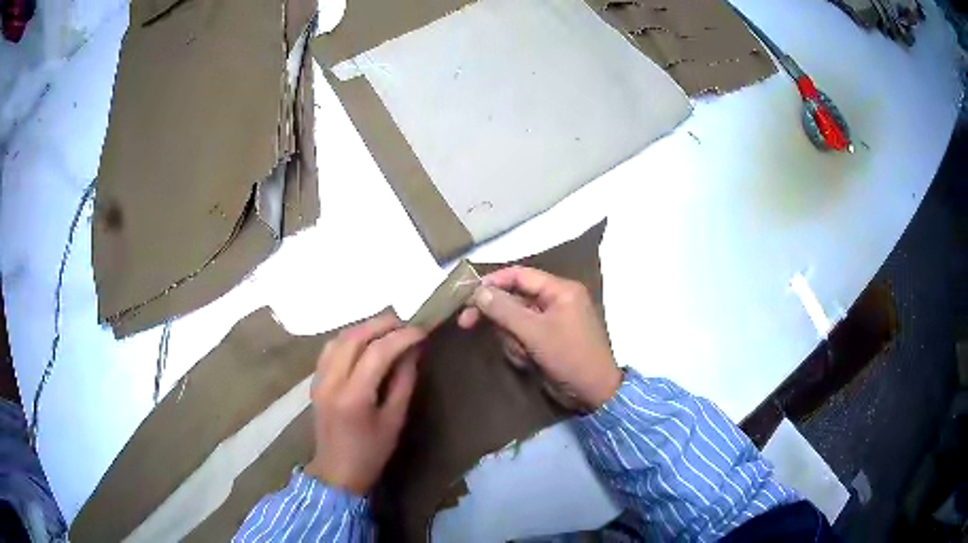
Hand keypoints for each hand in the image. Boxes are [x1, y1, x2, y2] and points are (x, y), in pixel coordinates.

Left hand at [304, 314, 424, 494]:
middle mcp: (331, 382)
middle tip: (406, 323)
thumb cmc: (371, 452)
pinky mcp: (315, 381)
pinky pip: (330, 349)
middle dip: (381, 324)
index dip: (401, 337)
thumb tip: (413, 351)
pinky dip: (349, 338)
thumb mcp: (394, 420)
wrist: (337, 471)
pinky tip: (365, 342)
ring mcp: (319, 379)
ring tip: (387, 329)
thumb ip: (403, 381)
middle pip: (354, 338)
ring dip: (364, 328)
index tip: (422, 331)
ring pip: (339, 339)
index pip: (377, 352)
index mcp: (353, 396)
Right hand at [458, 266, 620, 409]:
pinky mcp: (547, 340)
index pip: (519, 275)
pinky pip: (523, 336)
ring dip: (511, 338)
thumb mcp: (535, 333)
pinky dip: (519, 349)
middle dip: (499, 317)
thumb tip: (478, 291)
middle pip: (514, 298)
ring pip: (515, 321)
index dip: (492, 282)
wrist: (594, 393)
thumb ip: (505, 310)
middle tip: (466, 323)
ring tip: (523, 354)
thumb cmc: (570, 357)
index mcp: (560, 290)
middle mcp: (556, 300)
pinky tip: (527, 362)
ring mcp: (551, 321)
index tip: (467, 294)